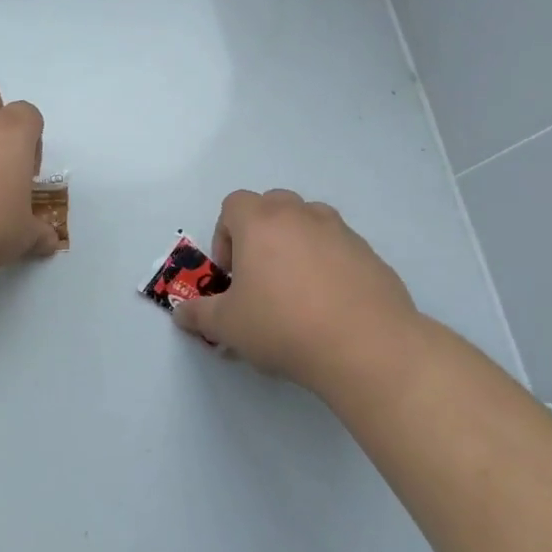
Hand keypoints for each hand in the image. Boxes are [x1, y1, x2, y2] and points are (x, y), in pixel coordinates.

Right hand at [171, 189, 422, 394]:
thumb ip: (198, 315)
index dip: (225, 236)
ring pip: (309, 222)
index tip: (232, 274)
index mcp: (261, 222)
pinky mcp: (371, 255)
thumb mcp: (228, 326)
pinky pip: (340, 249)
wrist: (367, 347)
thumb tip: (181, 313)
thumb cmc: (283, 326)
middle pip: (272, 205)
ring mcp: (340, 232)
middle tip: (261, 277)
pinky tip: (330, 307)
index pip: (233, 204)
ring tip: (297, 291)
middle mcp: (301, 215)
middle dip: (261, 233)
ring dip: (297, 245)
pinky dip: (330, 266)